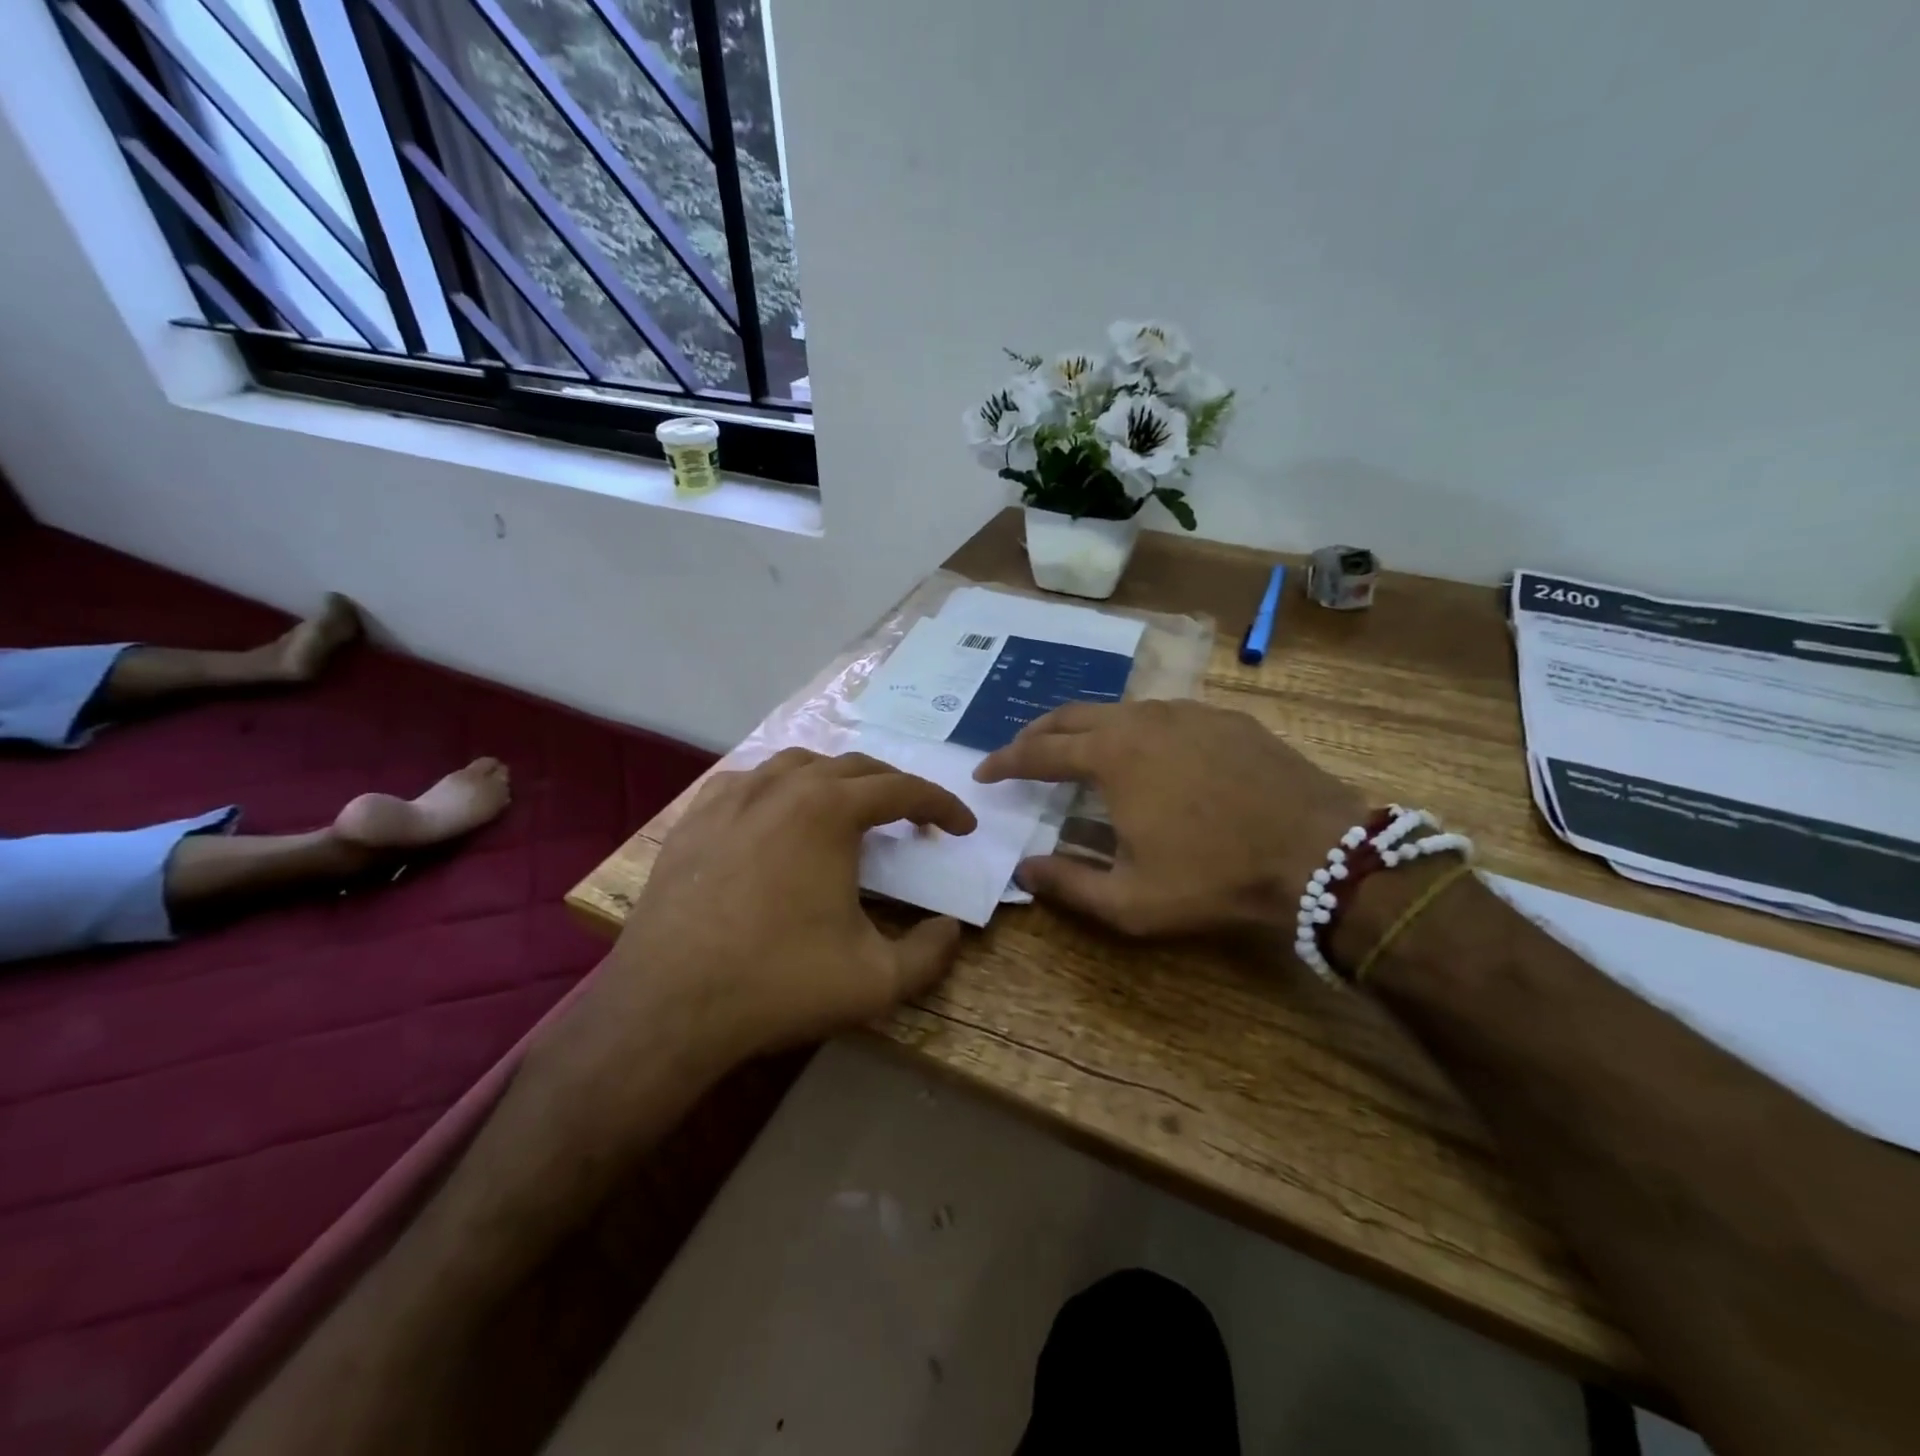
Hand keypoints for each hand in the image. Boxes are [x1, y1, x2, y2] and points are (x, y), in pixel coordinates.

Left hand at [605, 749, 977, 1063]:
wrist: (667, 1006)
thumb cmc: (778, 983)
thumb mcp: (876, 980)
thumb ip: (930, 954)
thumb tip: (950, 929)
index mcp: (830, 810)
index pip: (902, 789)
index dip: (940, 805)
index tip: (962, 827)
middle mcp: (783, 786)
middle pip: (855, 768)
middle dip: (894, 789)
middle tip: (914, 821)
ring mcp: (732, 797)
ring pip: (799, 764)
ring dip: (837, 780)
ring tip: (851, 811)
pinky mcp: (694, 818)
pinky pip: (749, 781)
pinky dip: (780, 789)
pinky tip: (778, 816)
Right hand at [974, 700, 1367, 938]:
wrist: (1320, 853)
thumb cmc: (1215, 877)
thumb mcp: (1130, 901)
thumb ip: (1068, 884)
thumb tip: (1023, 871)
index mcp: (1112, 755)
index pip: (1040, 751)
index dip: (1005, 761)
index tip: (983, 772)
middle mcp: (1144, 720)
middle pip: (1073, 715)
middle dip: (1038, 732)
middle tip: (1019, 752)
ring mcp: (1189, 713)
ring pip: (1121, 710)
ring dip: (1087, 729)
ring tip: (1078, 752)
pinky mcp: (1226, 719)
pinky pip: (1164, 716)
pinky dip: (1136, 730)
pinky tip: (1147, 754)